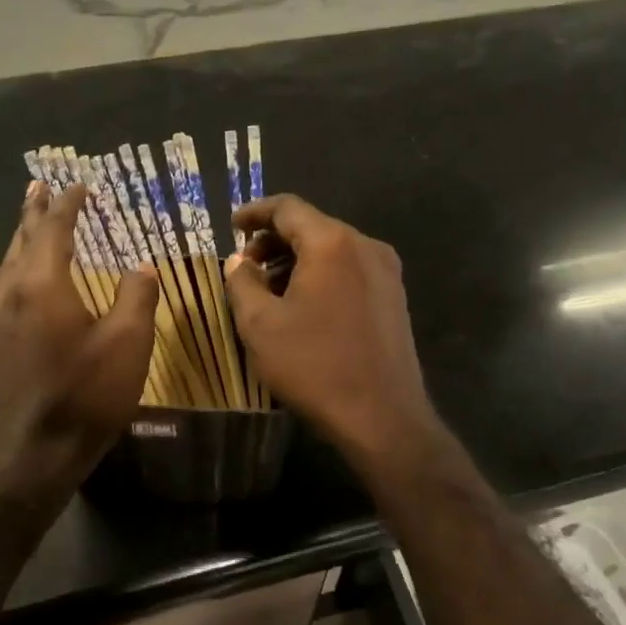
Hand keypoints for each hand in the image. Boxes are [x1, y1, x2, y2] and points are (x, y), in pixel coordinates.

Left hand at [0, 180, 158, 499]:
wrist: (31, 457)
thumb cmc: (84, 396)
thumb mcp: (128, 344)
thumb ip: (137, 296)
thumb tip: (143, 265)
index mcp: (44, 284)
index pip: (55, 229)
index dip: (69, 205)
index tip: (80, 186)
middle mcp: (13, 292)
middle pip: (23, 239)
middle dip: (34, 211)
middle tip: (40, 186)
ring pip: (7, 263)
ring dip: (19, 236)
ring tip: (25, 215)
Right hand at [225, 194, 436, 459]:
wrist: (382, 417)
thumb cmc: (314, 366)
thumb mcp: (260, 325)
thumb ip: (242, 283)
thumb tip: (238, 261)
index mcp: (332, 243)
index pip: (287, 207)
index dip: (254, 212)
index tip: (231, 225)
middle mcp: (365, 246)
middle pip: (312, 226)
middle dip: (274, 241)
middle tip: (246, 267)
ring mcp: (386, 272)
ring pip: (332, 250)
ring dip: (297, 260)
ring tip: (269, 290)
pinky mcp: (394, 297)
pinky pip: (350, 270)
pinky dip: (321, 275)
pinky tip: (303, 306)